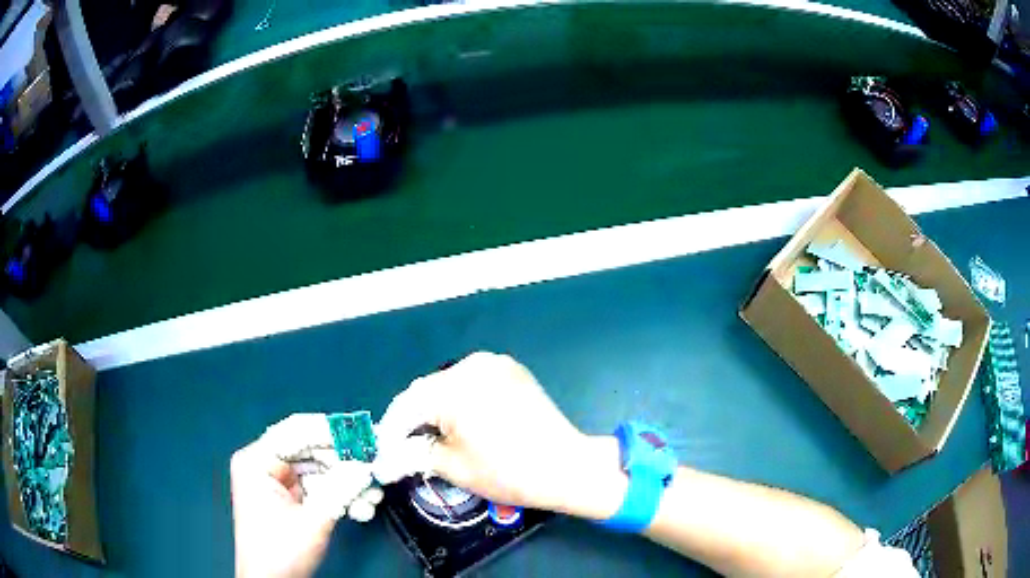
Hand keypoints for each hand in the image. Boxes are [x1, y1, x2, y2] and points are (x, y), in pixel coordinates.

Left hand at [231, 415, 382, 577]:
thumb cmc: (282, 551)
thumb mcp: (313, 520)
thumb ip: (340, 489)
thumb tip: (367, 465)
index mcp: (257, 461)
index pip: (296, 432)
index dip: (331, 431)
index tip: (365, 435)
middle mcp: (264, 464)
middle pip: (309, 451)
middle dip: (344, 463)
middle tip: (376, 466)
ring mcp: (276, 481)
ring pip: (318, 470)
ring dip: (346, 482)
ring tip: (373, 494)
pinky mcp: (288, 498)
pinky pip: (317, 486)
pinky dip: (338, 494)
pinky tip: (360, 505)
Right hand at [374, 352, 626, 518]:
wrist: (566, 465)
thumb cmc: (507, 472)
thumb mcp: (452, 466)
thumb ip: (414, 454)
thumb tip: (387, 458)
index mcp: (452, 387)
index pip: (406, 406)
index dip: (391, 431)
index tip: (383, 452)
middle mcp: (471, 366)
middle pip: (426, 391)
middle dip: (413, 419)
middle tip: (404, 447)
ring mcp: (495, 364)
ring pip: (449, 385)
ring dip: (435, 408)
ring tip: (430, 436)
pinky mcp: (512, 370)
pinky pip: (473, 382)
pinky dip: (460, 399)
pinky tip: (460, 422)